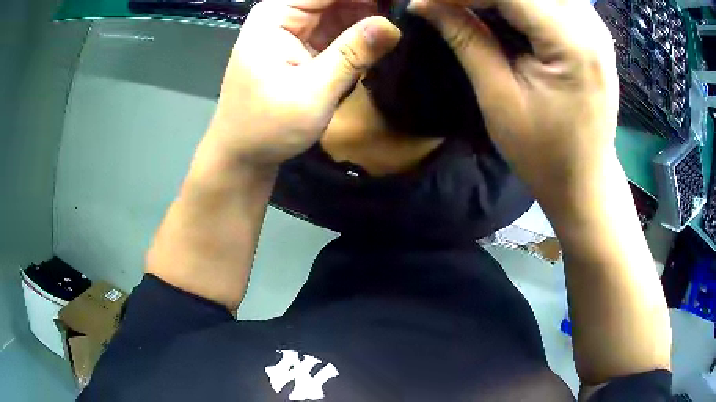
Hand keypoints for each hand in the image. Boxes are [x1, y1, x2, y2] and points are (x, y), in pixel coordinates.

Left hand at [204, 0, 400, 169]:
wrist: (244, 153)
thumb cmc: (267, 127)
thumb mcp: (312, 92)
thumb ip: (352, 54)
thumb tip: (392, 25)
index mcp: (276, 15)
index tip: (403, 3)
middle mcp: (284, 14)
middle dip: (371, 3)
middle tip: (407, 13)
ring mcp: (295, 27)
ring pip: (341, 7)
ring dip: (371, 14)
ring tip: (403, 23)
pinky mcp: (305, 43)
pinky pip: (340, 25)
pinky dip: (362, 30)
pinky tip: (384, 36)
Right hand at [409, 0, 617, 202]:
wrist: (585, 181)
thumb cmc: (544, 154)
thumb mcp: (499, 98)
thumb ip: (466, 39)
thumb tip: (424, 3)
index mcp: (571, 44)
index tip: (426, 0)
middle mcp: (590, 26)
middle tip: (451, 6)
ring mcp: (595, 27)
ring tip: (473, 9)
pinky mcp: (593, 33)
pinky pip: (554, 0)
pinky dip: (523, 2)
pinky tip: (504, 13)